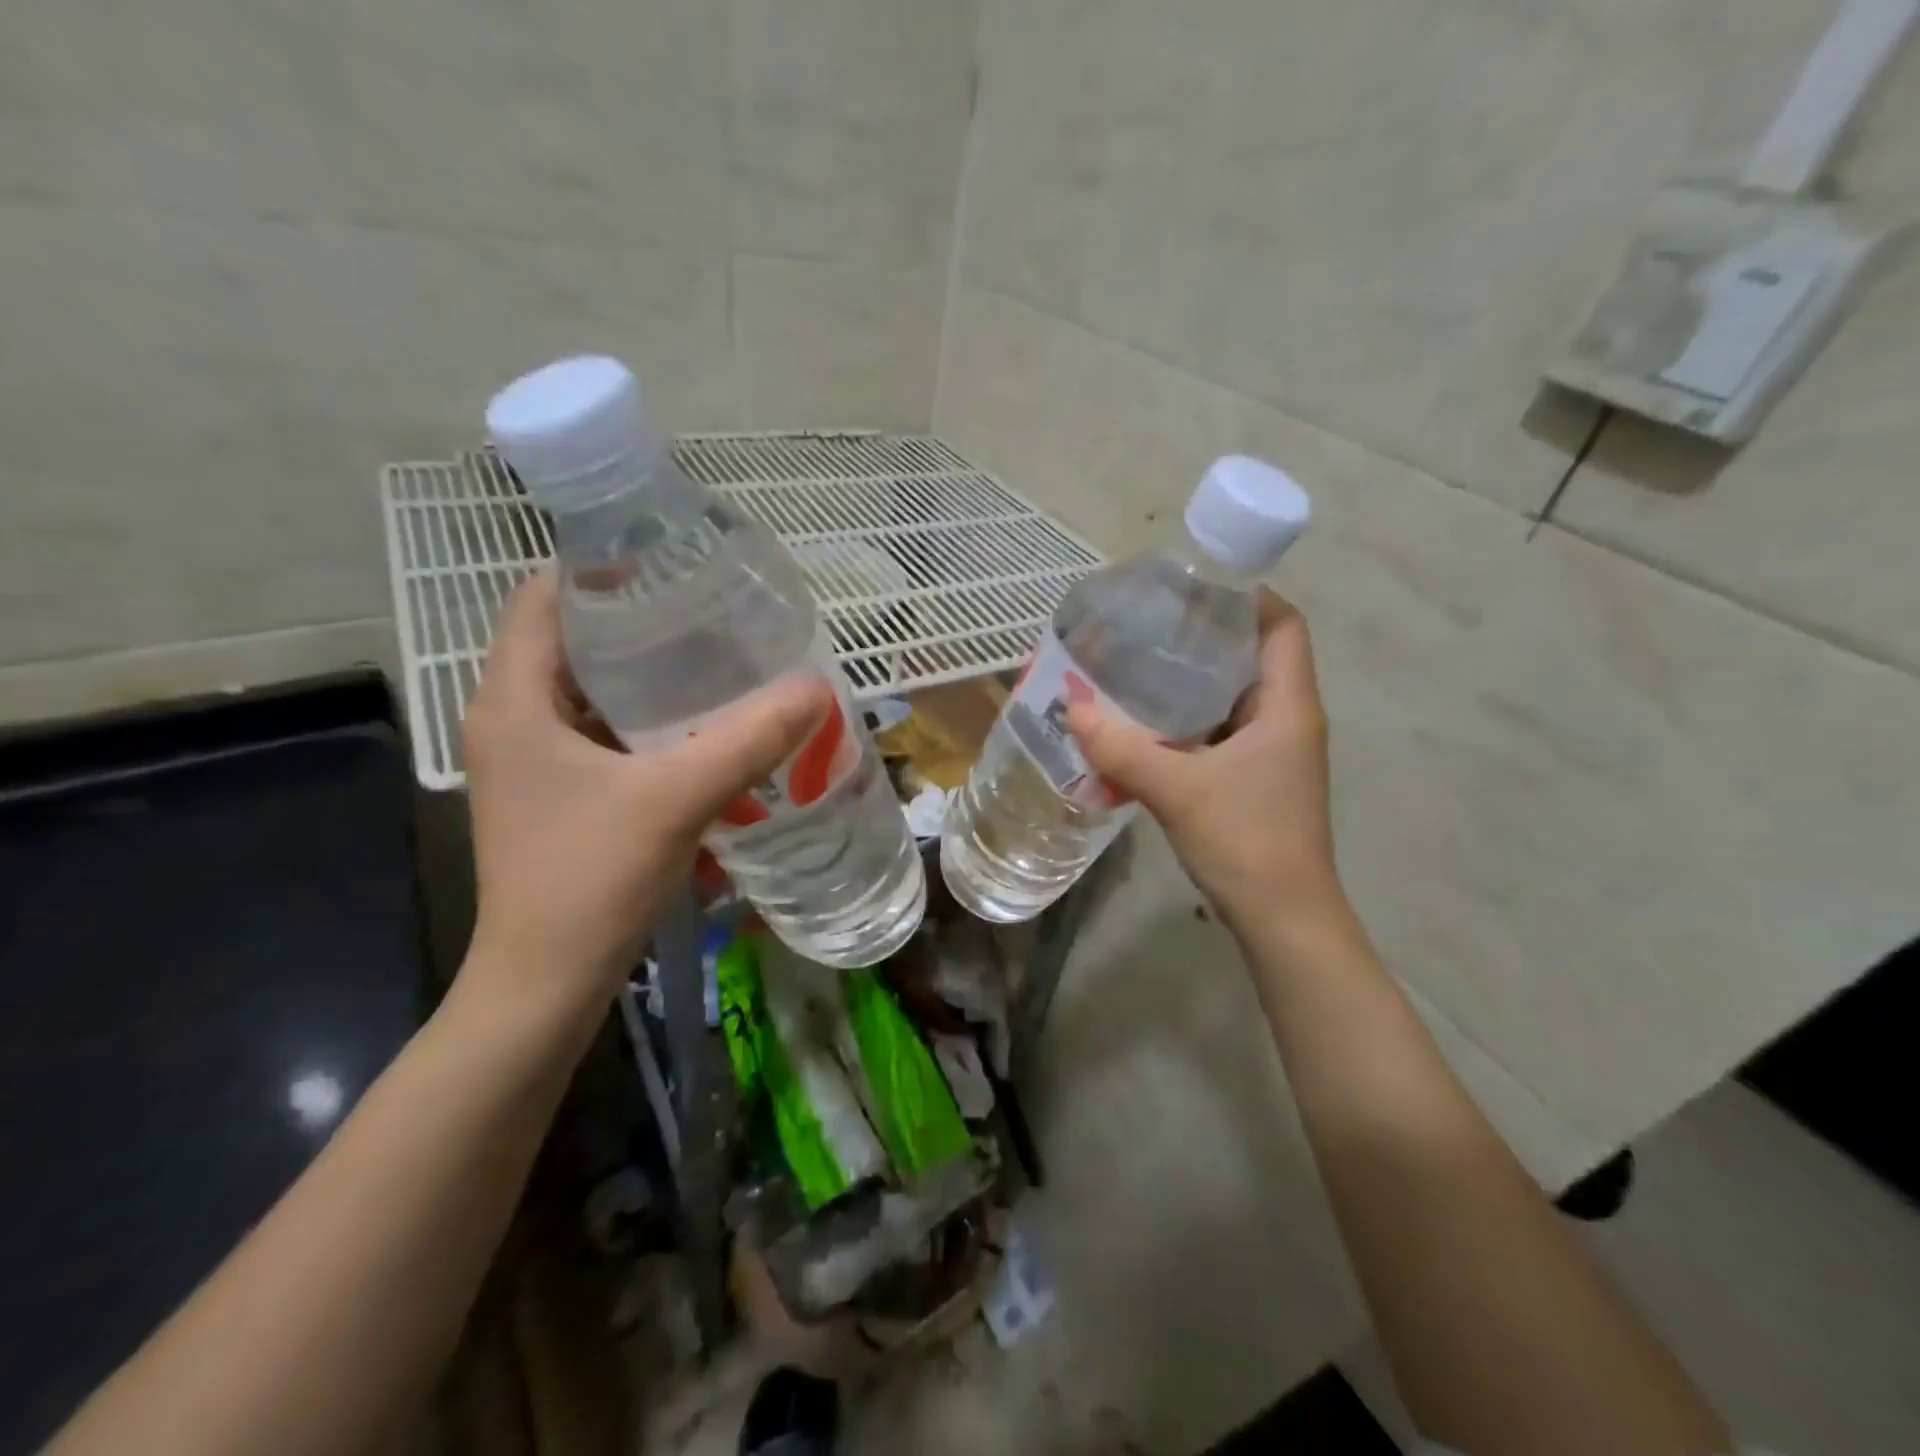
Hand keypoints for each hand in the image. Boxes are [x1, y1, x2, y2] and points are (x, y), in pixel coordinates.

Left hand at [460, 572, 830, 1016]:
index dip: (597, 566)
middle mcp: (512, 721)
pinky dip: (646, 721)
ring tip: (714, 655)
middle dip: (636, 617)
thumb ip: (748, 740)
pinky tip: (700, 725)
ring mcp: (533, 762)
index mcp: (513, 702)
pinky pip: (601, 735)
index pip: (541, 598)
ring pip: (589, 692)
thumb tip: (815, 688)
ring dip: (645, 674)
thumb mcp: (676, 798)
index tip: (667, 557)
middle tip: (710, 606)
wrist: (546, 983)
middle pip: (570, 640)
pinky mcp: (558, 795)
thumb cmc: (589, 879)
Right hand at [1067, 591, 1342, 930]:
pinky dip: (1185, 723)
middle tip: (1147, 626)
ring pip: (1232, 698)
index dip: (1247, 597)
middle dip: (1203, 637)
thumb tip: (1070, 707)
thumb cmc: (1245, 841)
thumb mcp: (1177, 789)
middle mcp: (1287, 719)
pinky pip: (1219, 733)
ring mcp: (1272, 753)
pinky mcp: (1254, 780)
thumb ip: (1121, 748)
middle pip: (1253, 656)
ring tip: (1136, 667)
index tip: (1192, 589)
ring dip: (1190, 683)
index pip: (1283, 625)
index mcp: (1287, 706)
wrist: (1282, 919)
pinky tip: (1142, 726)